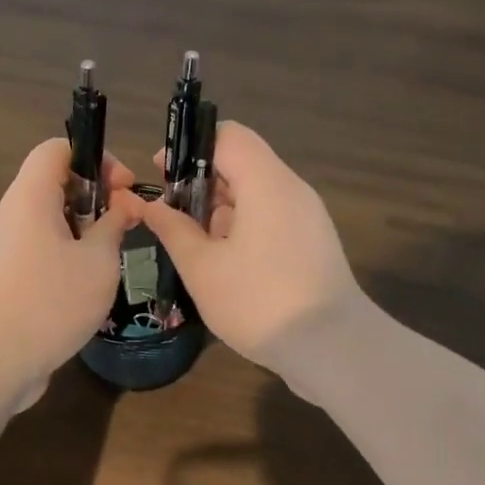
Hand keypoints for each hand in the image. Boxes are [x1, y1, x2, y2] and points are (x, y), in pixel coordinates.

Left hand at [0, 138, 143, 406]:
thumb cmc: (51, 301)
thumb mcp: (98, 261)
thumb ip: (114, 225)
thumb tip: (123, 205)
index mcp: (30, 196)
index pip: (57, 149)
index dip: (95, 157)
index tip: (124, 188)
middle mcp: (13, 214)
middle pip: (55, 183)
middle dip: (96, 196)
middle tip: (126, 223)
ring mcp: (6, 246)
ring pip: (50, 219)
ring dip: (85, 229)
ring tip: (111, 255)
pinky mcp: (6, 275)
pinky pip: (41, 247)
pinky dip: (68, 252)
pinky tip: (89, 282)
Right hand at [139, 122, 366, 375]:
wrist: (333, 349)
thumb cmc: (259, 301)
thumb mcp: (201, 267)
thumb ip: (173, 229)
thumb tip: (151, 206)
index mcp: (266, 183)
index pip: (228, 135)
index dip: (190, 146)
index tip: (162, 173)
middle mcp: (291, 189)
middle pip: (242, 162)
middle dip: (200, 181)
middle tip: (170, 215)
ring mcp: (307, 216)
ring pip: (255, 192)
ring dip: (220, 208)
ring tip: (192, 244)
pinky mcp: (312, 241)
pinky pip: (271, 216)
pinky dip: (242, 226)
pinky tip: (222, 262)